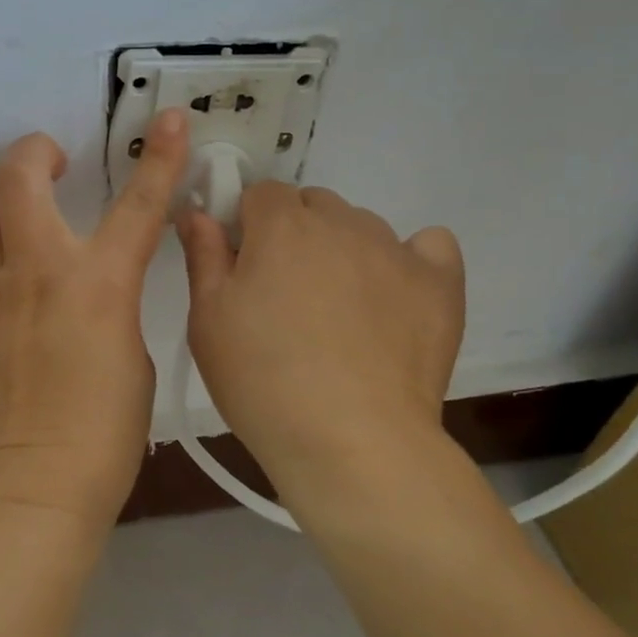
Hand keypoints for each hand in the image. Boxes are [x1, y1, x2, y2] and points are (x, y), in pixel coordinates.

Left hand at [0, 111, 190, 526]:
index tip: (165, 120)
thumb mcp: (134, 352)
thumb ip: (112, 301)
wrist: (38, 490)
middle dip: (33, 153)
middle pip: (16, 175)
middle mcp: (35, 272)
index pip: (139, 204)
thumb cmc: (104, 433)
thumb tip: (90, 282)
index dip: (159, 155)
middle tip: (48, 166)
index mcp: (99, 284)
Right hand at [177, 184, 465, 514]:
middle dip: (295, 232)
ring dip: (343, 248)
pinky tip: (397, 294)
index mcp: (281, 226)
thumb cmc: (262, 381)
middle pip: (313, 204)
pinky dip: (412, 259)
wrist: (352, 443)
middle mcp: (341, 223)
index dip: (247, 224)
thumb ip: (203, 255)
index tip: (243, 265)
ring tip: (339, 309)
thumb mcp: (208, 320)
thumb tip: (196, 210)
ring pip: (362, 226)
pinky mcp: (440, 284)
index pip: (261, 193)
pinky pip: (429, 245)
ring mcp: (396, 250)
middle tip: (285, 293)